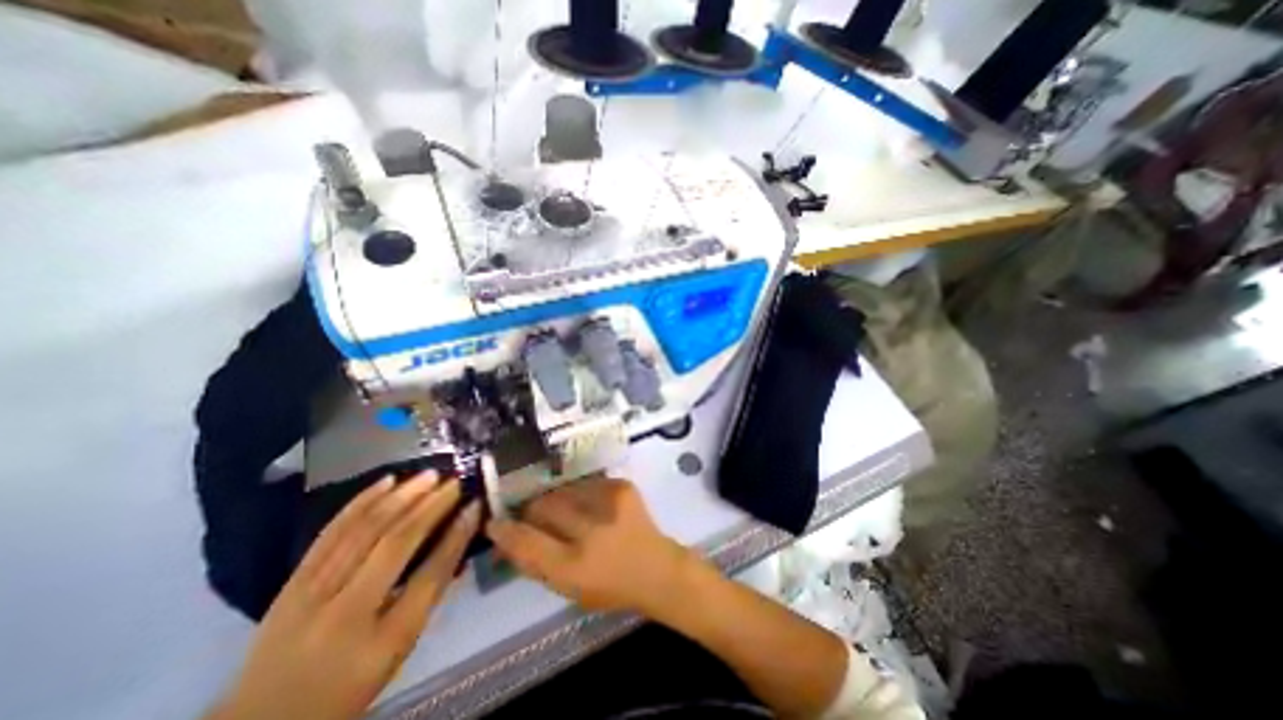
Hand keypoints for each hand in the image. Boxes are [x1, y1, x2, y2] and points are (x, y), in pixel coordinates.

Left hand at [207, 473, 484, 719]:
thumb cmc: (347, 686)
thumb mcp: (399, 650)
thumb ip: (429, 594)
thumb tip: (458, 540)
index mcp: (383, 641)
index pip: (431, 575)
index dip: (457, 535)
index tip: (475, 505)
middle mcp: (345, 614)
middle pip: (396, 544)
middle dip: (431, 506)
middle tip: (455, 482)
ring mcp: (311, 595)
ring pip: (364, 530)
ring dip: (402, 496)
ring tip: (429, 476)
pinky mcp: (291, 583)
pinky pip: (331, 532)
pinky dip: (361, 502)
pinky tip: (386, 481)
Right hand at [487, 474, 697, 616]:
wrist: (657, 568)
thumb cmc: (610, 586)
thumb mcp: (567, 589)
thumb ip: (534, 563)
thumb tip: (505, 536)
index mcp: (575, 567)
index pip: (527, 542)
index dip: (506, 531)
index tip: (494, 522)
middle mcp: (591, 530)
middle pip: (543, 506)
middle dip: (531, 509)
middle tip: (530, 514)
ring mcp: (609, 501)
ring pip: (562, 490)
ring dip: (555, 500)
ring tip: (563, 511)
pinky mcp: (621, 485)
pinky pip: (585, 483)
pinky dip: (578, 493)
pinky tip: (588, 506)